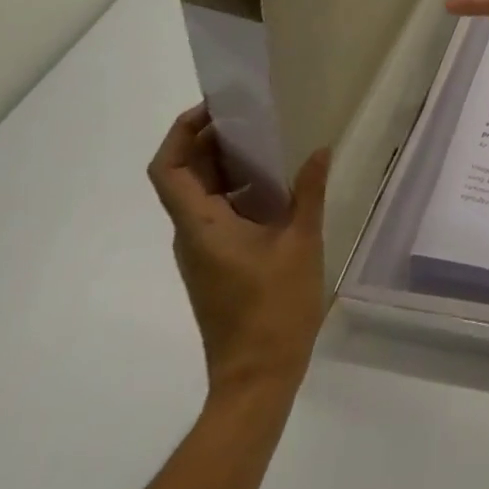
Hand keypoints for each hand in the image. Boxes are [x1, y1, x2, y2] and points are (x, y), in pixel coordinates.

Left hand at [147, 108, 329, 403]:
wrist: (256, 379)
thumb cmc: (274, 309)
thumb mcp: (302, 243)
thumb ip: (308, 192)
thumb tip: (320, 150)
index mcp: (202, 227)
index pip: (169, 170)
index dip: (182, 133)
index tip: (216, 109)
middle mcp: (191, 236)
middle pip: (183, 177)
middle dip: (209, 141)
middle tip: (250, 116)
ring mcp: (201, 253)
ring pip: (198, 196)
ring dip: (224, 165)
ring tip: (267, 142)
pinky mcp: (214, 266)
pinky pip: (214, 214)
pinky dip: (235, 190)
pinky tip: (274, 187)